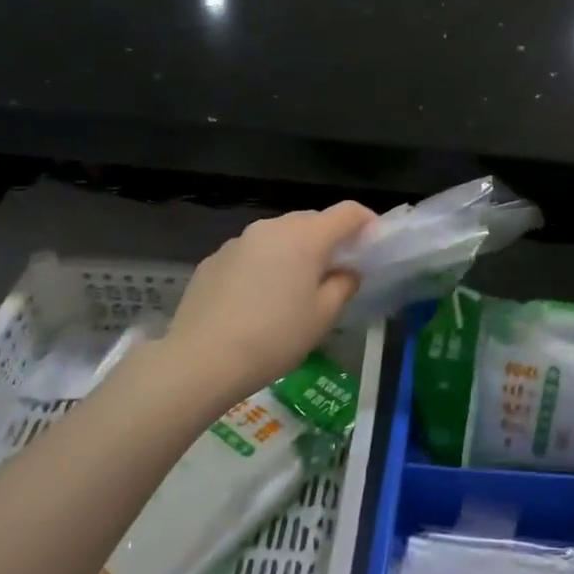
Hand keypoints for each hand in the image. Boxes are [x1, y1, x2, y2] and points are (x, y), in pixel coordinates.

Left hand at [160, 201, 375, 400]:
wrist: (200, 360)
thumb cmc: (274, 338)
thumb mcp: (323, 317)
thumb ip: (343, 285)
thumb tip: (346, 271)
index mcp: (305, 237)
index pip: (347, 212)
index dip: (367, 222)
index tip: (373, 244)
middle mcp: (272, 228)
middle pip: (312, 220)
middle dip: (329, 239)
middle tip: (336, 272)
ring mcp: (238, 241)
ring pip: (279, 236)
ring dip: (295, 251)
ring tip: (294, 289)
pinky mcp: (214, 259)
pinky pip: (252, 252)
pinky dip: (265, 265)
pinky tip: (257, 300)